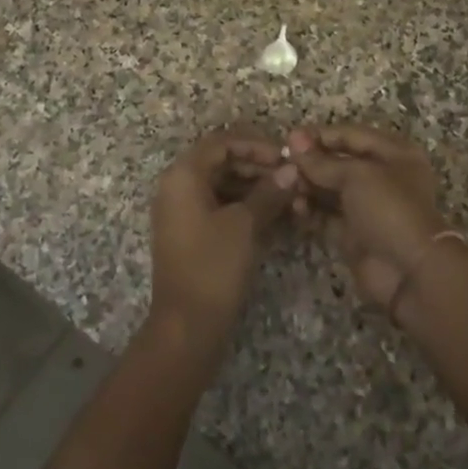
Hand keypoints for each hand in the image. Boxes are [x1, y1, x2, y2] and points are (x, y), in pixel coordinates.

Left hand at [148, 128, 297, 350]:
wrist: (187, 326)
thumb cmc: (213, 266)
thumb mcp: (245, 225)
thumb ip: (269, 192)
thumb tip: (291, 170)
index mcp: (183, 175)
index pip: (221, 142)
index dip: (255, 145)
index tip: (286, 157)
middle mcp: (176, 186)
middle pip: (219, 161)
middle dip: (256, 166)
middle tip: (290, 177)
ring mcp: (180, 211)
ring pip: (220, 184)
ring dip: (253, 186)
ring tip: (287, 197)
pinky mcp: (189, 233)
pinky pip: (217, 205)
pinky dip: (242, 205)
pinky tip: (271, 215)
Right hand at [288, 125, 447, 312]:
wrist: (409, 271)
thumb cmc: (388, 209)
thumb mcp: (357, 175)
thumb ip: (322, 161)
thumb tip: (293, 142)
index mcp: (393, 153)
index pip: (350, 135)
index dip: (320, 135)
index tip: (289, 139)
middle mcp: (381, 176)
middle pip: (338, 161)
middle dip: (310, 162)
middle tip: (282, 165)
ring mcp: (367, 206)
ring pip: (330, 188)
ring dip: (307, 185)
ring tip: (287, 186)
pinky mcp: (353, 232)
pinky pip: (326, 214)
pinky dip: (310, 209)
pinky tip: (296, 207)